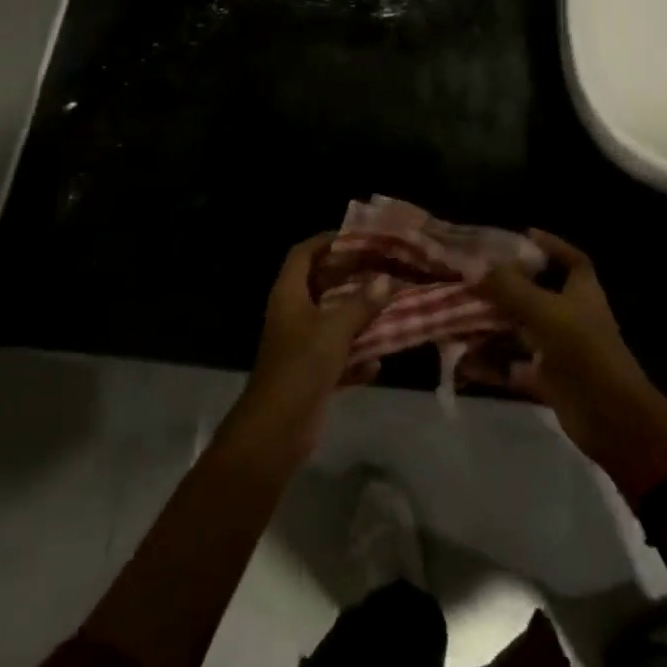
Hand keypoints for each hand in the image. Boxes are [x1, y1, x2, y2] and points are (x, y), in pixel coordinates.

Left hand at [235, 233, 380, 450]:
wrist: (277, 429)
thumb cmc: (302, 365)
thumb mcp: (335, 329)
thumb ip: (362, 303)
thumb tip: (385, 280)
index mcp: (289, 294)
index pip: (303, 254)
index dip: (327, 242)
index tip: (358, 237)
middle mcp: (292, 315)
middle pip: (321, 285)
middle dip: (351, 278)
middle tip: (383, 269)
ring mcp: (300, 346)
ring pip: (332, 322)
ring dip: (358, 318)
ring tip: (390, 308)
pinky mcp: (311, 374)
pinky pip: (338, 357)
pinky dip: (356, 358)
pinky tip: (378, 362)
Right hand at [472, 230, 666, 488]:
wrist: (611, 419)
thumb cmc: (583, 351)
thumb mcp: (544, 311)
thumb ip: (509, 287)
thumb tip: (477, 267)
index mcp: (581, 292)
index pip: (570, 259)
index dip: (550, 245)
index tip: (522, 235)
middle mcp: (571, 316)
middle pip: (535, 293)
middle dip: (502, 287)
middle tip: (469, 278)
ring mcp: (559, 349)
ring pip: (519, 330)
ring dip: (490, 326)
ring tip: (455, 317)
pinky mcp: (548, 379)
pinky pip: (513, 365)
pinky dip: (491, 363)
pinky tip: (463, 360)